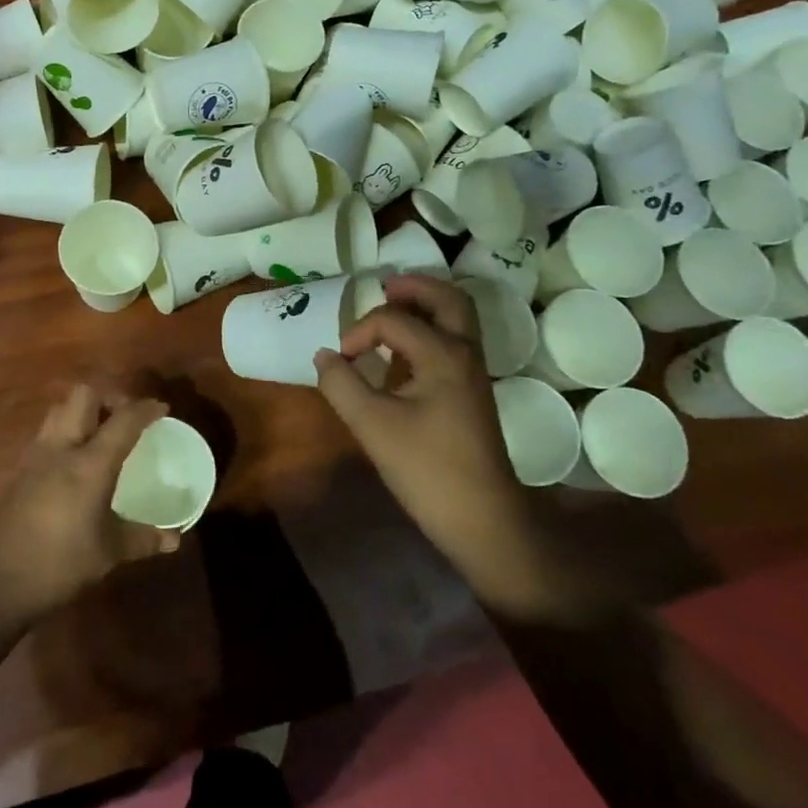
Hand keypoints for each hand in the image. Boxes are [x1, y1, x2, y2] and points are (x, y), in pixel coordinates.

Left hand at [0, 384, 180, 618]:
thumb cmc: (59, 563)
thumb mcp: (108, 553)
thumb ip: (142, 539)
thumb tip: (173, 539)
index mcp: (89, 463)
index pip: (123, 420)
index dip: (145, 409)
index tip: (161, 409)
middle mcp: (61, 448)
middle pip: (83, 395)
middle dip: (108, 396)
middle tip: (125, 418)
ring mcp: (35, 457)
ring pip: (60, 409)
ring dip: (83, 411)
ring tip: (100, 434)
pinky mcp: (20, 471)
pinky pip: (46, 434)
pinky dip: (65, 433)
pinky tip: (74, 462)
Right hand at [313, 276, 575, 616]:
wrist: (483, 519)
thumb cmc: (427, 468)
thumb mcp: (371, 425)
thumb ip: (341, 384)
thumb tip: (324, 355)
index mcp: (443, 354)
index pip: (393, 320)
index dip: (358, 332)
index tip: (340, 360)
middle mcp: (465, 353)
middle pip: (448, 299)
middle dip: (415, 288)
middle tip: (384, 287)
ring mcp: (473, 374)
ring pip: (456, 321)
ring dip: (426, 308)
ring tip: (391, 310)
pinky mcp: (472, 394)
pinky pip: (453, 345)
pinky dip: (430, 334)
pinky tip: (402, 356)